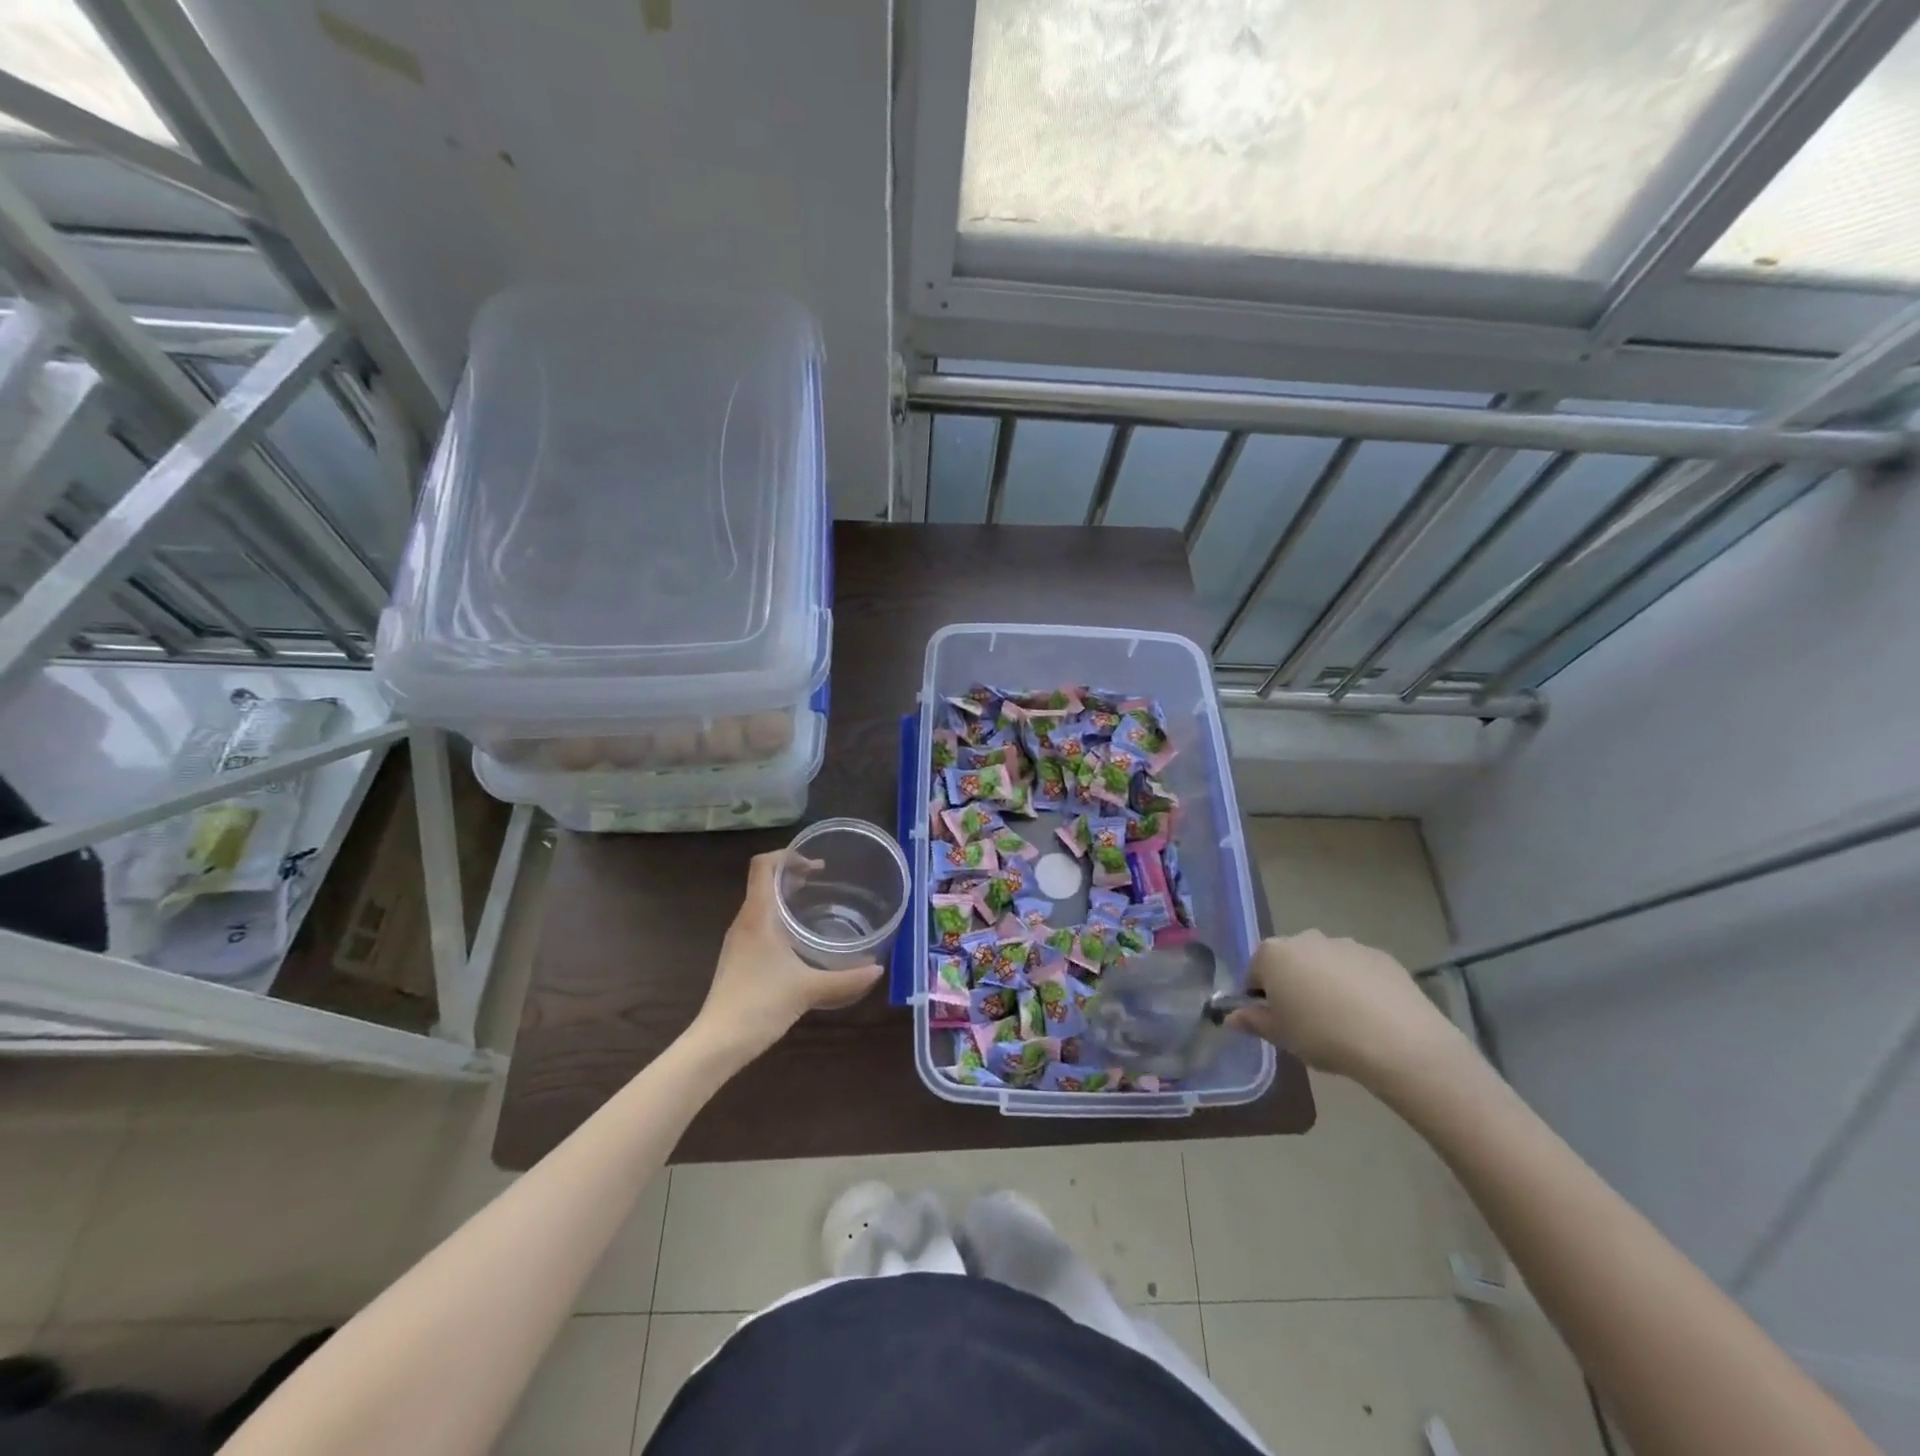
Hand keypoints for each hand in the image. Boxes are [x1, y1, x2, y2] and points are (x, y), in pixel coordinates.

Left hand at [693, 851, 883, 1060]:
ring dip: (784, 896)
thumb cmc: (760, 1004)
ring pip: (760, 903)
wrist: (718, 1042)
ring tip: (814, 903)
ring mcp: (738, 941)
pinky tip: (798, 938)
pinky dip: (779, 918)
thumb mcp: (809, 989)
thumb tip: (878, 969)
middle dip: (791, 874)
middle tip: (822, 880)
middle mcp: (744, 922)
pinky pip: (759, 923)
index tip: (815, 864)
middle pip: (762, 881)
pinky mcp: (738, 958)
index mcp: (757, 916)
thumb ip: (846, 979)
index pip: (763, 865)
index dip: (787, 855)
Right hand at [1227, 930, 1466, 1084]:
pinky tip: (1370, 1016)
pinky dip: (1357, 986)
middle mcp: (1305, 939)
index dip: (1261, 998)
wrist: (1397, 1041)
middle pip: (1290, 962)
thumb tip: (1231, 1017)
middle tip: (1306, 1022)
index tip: (1275, 1022)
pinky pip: (1357, 970)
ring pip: (1324, 964)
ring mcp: (1345, 944)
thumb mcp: (1280, 1036)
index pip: (1254, 972)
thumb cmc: (1322, 1035)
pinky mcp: (1379, 955)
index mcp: (1273, 953)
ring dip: (1325, 983)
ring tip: (1342, 1021)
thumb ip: (1253, 1022)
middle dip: (1293, 985)